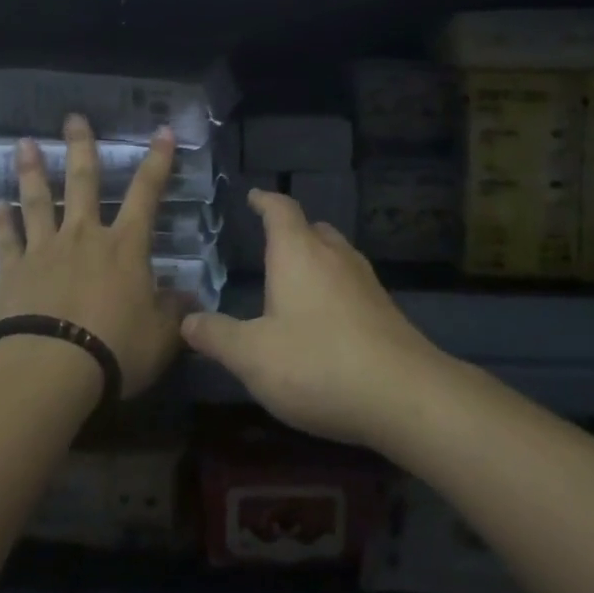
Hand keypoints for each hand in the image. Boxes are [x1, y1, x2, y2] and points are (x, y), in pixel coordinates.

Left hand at [0, 115, 182, 400]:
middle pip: (82, 182)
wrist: (51, 368)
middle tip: (73, 118)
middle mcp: (83, 236)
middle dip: (81, 147)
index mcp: (125, 246)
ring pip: (37, 201)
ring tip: (25, 144)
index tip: (162, 131)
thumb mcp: (161, 335)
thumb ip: (174, 311)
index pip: (146, 193)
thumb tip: (188, 297)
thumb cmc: (115, 349)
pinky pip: (6, 239)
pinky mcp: (12, 271)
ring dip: (32, 171)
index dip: (157, 161)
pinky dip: (1, 221)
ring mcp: (43, 250)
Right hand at [180, 191, 443, 447]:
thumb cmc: (318, 364)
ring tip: (295, 278)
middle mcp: (334, 256)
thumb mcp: (253, 357)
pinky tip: (325, 317)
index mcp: (298, 253)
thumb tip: (186, 320)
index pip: (280, 210)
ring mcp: (365, 281)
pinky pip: (351, 282)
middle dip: (291, 230)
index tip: (253, 196)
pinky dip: (333, 286)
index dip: (265, 200)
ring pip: (336, 253)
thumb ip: (217, 336)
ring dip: (315, 257)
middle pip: (312, 227)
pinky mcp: (385, 309)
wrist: (406, 396)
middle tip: (270, 242)